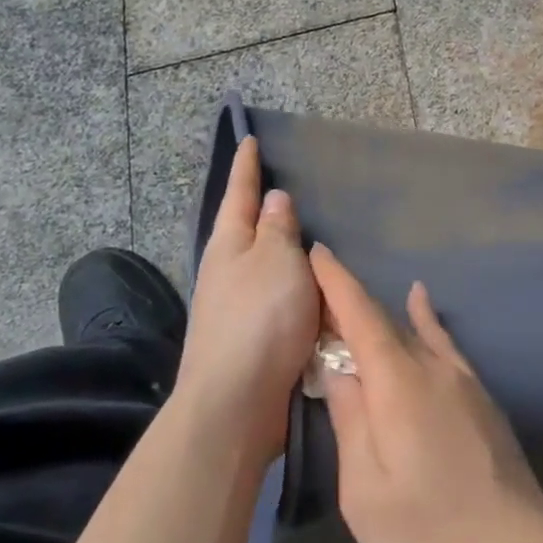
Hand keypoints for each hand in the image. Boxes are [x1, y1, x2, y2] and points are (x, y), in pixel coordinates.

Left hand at [176, 136, 318, 469]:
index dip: (246, 168)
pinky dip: (296, 291)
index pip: (241, 195)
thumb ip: (279, 229)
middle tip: (289, 188)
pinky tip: (315, 292)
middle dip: (263, 211)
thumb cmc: (260, 319)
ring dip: (283, 254)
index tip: (249, 141)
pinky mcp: (253, 340)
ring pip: (265, 269)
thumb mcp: (277, 261)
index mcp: (230, 246)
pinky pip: (280, 302)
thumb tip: (274, 200)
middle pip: (247, 231)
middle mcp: (227, 273)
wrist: (237, 401)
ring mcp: (237, 308)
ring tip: (310, 239)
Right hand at [309, 244, 542, 542]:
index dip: (337, 283)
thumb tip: (338, 369)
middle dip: (349, 302)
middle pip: (385, 321)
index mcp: (400, 384)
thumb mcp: (365, 491)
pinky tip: (421, 302)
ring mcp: (463, 380)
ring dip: (380, 313)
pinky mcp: (480, 396)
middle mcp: (433, 368)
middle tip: (315, 290)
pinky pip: (443, 344)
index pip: (362, 317)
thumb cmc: (429, 533)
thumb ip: (350, 421)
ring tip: (352, 297)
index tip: (316, 251)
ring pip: (414, 331)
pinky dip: (425, 319)